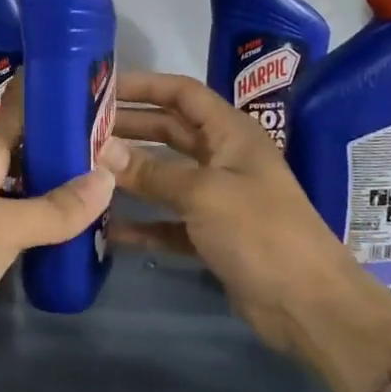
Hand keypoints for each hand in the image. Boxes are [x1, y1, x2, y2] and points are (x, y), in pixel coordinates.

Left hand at [0, 79, 114, 391]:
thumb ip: (52, 208)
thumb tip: (105, 177)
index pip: (19, 107)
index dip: (54, 93)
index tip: (97, 89)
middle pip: (22, 142)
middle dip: (62, 139)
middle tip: (113, 143)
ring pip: (17, 178)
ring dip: (52, 177)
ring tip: (98, 183)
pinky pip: (9, 212)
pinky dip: (36, 212)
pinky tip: (60, 227)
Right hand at [101, 71, 390, 391]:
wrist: (307, 304)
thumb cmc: (260, 232)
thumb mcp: (203, 193)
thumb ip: (150, 171)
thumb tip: (100, 149)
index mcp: (231, 133)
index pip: (182, 93)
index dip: (144, 87)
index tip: (102, 89)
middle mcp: (223, 158)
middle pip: (169, 132)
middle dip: (129, 128)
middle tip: (83, 130)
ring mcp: (218, 198)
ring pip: (165, 176)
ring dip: (130, 173)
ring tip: (86, 170)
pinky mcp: (212, 235)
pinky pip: (168, 221)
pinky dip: (143, 222)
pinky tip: (109, 228)